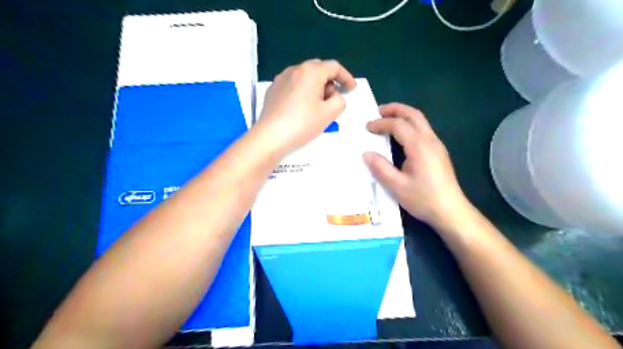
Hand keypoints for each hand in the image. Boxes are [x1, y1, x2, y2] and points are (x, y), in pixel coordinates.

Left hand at [257, 59, 354, 153]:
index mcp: (310, 71)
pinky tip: (302, 107)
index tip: (351, 90)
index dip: (346, 77)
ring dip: (316, 86)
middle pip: (318, 69)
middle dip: (330, 81)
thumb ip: (340, 100)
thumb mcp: (329, 113)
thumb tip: (334, 96)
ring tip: (318, 105)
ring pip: (304, 77)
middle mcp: (294, 69)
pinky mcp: (272, 90)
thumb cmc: (303, 123)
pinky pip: (293, 85)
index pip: (334, 66)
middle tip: (334, 98)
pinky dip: (302, 91)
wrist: (271, 136)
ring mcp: (281, 79)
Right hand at [361, 102, 472, 229]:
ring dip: (403, 115)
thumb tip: (366, 154)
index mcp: (419, 146)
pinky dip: (410, 125)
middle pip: (413, 115)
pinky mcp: (439, 152)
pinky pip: (423, 130)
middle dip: (395, 109)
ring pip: (420, 121)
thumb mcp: (397, 186)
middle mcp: (430, 140)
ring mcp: (437, 145)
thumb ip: (380, 168)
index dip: (381, 123)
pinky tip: (401, 136)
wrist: (451, 212)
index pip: (398, 125)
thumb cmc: (423, 199)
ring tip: (387, 120)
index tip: (367, 127)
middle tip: (378, 111)